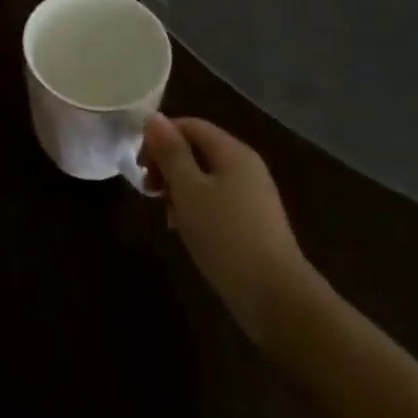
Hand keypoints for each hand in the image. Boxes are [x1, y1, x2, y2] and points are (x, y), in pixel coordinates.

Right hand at [140, 114, 316, 348]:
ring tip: (166, 214)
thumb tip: (153, 118)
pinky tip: (186, 231)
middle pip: (197, 150)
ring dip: (179, 189)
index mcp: (233, 152)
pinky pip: (217, 202)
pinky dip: (196, 208)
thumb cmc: (225, 235)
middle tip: (150, 190)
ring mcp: (253, 197)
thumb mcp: (188, 190)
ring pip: (204, 178)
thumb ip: (170, 152)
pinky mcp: (253, 224)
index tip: (140, 165)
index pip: (190, 125)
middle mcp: (246, 167)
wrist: (276, 299)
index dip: (160, 137)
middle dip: (168, 165)